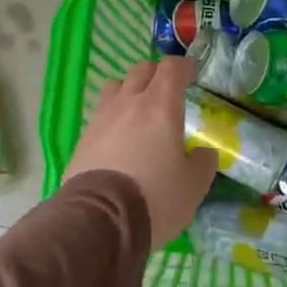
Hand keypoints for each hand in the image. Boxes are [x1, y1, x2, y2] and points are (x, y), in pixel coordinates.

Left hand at [64, 56, 216, 245]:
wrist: (99, 220)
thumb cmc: (155, 197)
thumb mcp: (193, 186)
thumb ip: (203, 163)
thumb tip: (203, 153)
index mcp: (160, 106)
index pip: (171, 69)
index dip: (183, 67)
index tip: (190, 72)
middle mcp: (129, 103)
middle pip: (141, 70)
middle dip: (156, 74)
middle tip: (166, 90)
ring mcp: (101, 118)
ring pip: (115, 86)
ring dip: (129, 89)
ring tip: (137, 109)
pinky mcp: (83, 138)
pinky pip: (100, 114)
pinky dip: (112, 116)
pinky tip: (117, 137)